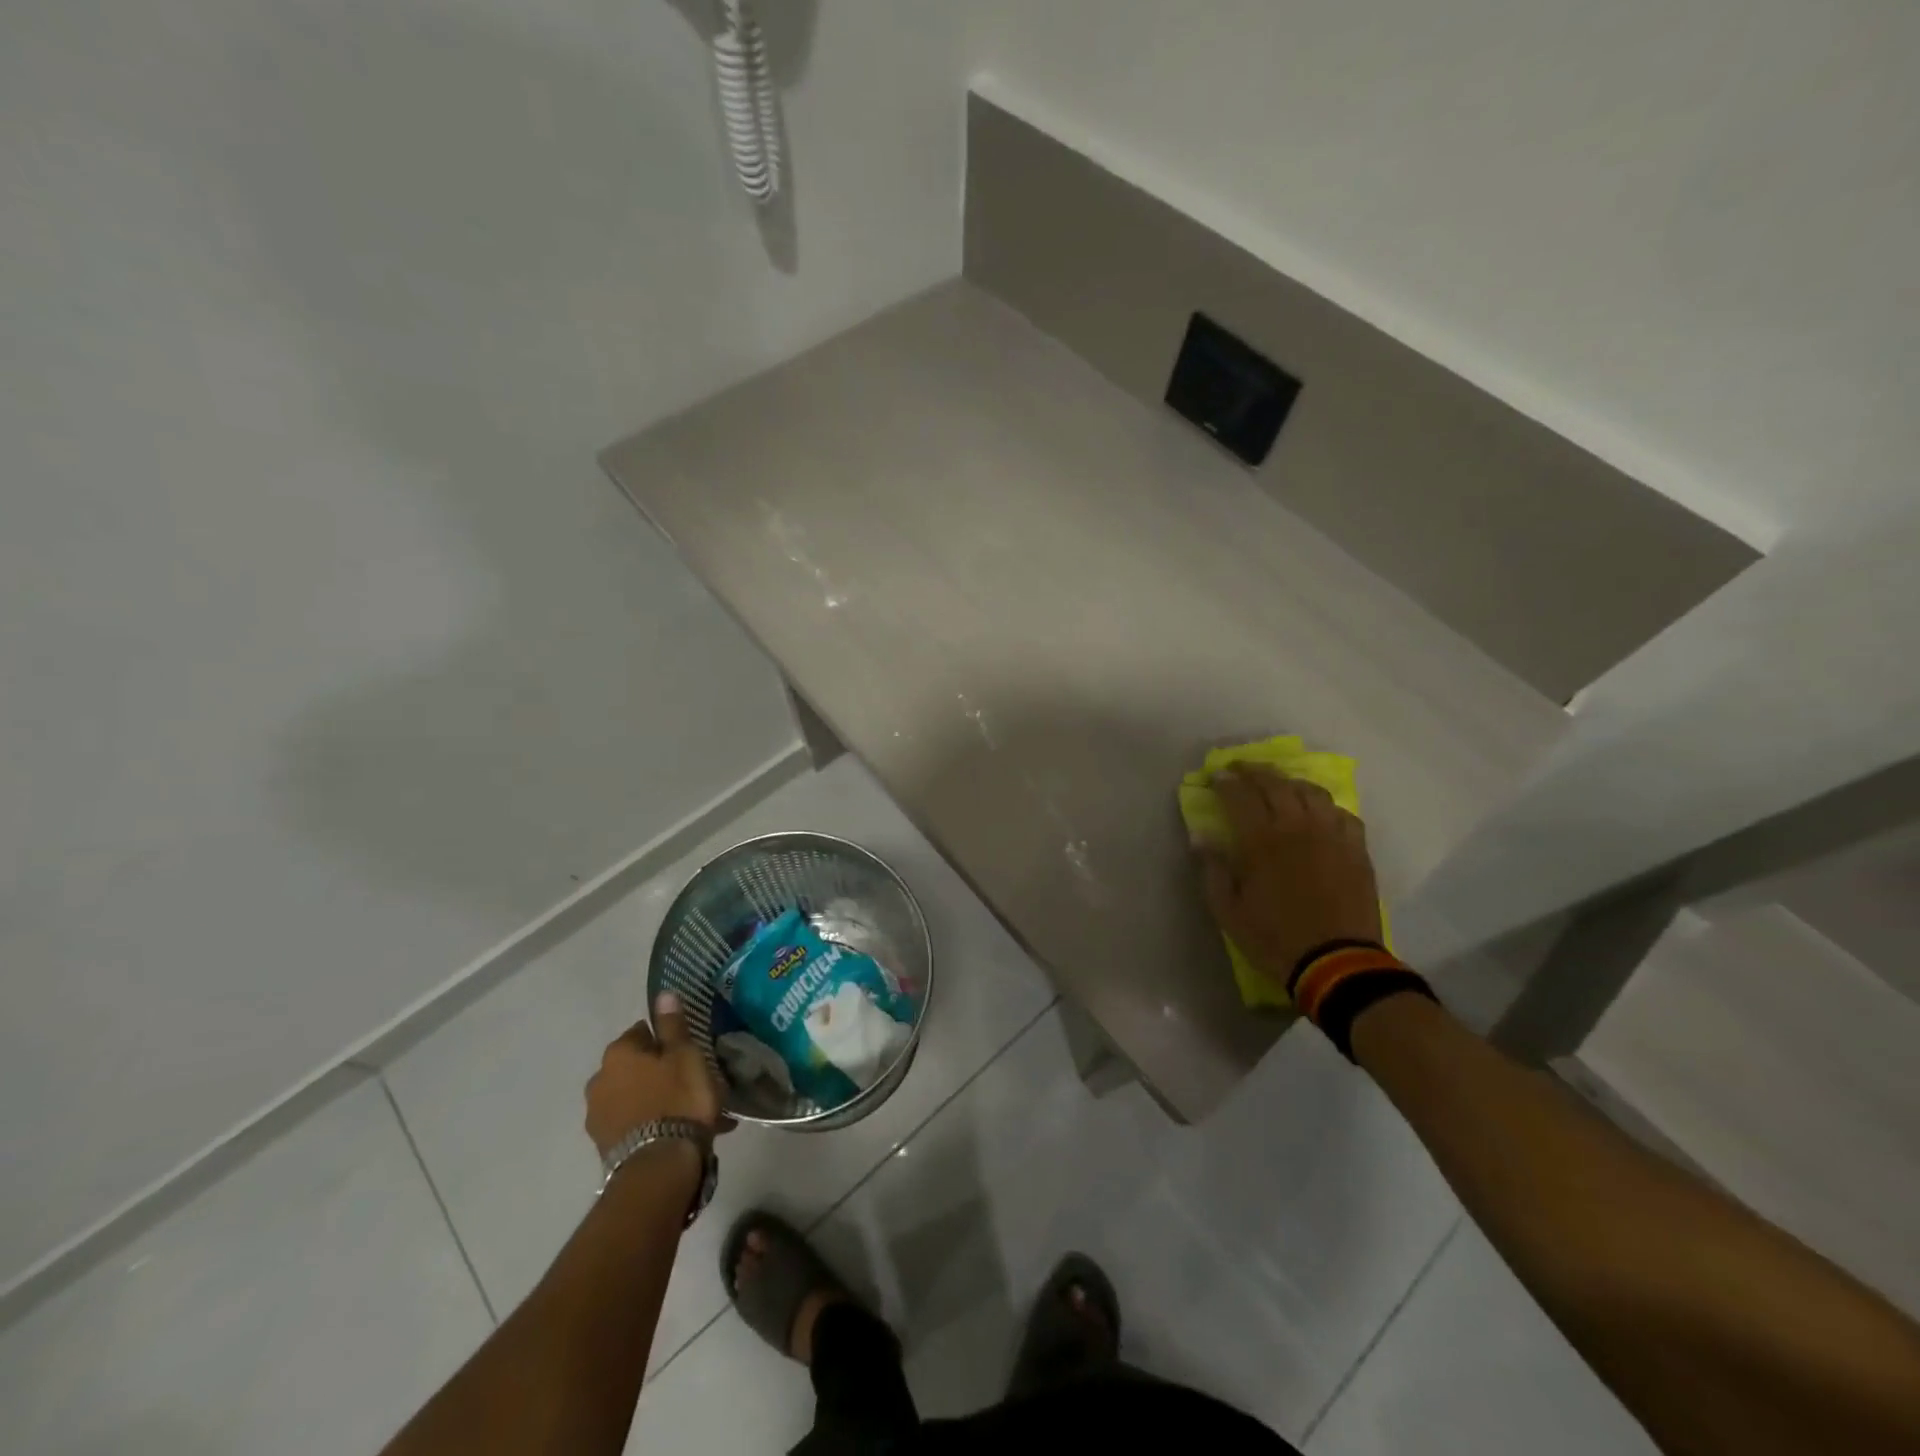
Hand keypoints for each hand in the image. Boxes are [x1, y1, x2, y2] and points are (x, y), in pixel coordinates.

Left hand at [584, 993, 729, 1156]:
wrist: (659, 1166)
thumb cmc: (678, 1099)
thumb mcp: (684, 1055)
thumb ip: (672, 1025)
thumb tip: (663, 993)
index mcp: (618, 1053)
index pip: (642, 1032)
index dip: (666, 1040)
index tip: (686, 1051)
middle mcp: (599, 1080)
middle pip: (634, 1066)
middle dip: (657, 1071)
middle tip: (688, 1081)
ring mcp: (597, 1116)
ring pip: (633, 1096)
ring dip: (654, 1098)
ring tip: (686, 1112)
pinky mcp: (603, 1146)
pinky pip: (632, 1123)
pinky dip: (651, 1122)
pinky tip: (675, 1131)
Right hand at [1194, 765, 1383, 992]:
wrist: (1337, 963)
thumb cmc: (1274, 938)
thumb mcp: (1228, 911)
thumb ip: (1213, 870)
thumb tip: (1201, 837)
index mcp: (1261, 840)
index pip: (1239, 795)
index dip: (1225, 782)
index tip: (1215, 776)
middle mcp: (1296, 827)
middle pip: (1275, 783)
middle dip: (1253, 771)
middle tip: (1240, 768)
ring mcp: (1331, 835)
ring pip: (1311, 792)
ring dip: (1290, 782)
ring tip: (1279, 784)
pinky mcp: (1356, 849)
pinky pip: (1342, 813)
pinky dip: (1325, 806)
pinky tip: (1318, 813)